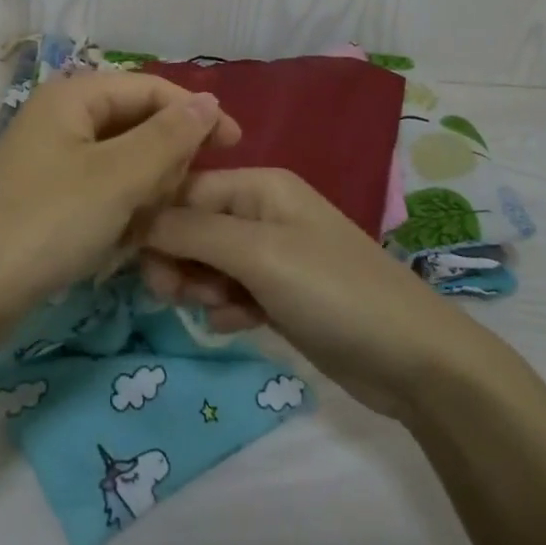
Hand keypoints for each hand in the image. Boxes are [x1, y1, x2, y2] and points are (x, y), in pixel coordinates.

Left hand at [0, 71, 240, 333]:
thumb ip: (169, 137)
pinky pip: (102, 194)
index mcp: (74, 98)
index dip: (196, 113)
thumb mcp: (117, 178)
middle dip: (167, 161)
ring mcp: (52, 162)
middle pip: (137, 125)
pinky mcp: (48, 201)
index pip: (152, 89)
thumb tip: (209, 101)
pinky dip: (120, 214)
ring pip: (122, 164)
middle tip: (186, 201)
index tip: (235, 147)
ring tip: (151, 228)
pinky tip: (124, 245)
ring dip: (146, 193)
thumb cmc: (45, 225)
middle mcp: (62, 120)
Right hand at [141, 168, 494, 416]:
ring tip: (217, 310)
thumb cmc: (333, 291)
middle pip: (193, 226)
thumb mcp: (258, 254)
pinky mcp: (280, 295)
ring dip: (200, 286)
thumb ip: (192, 232)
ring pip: (208, 262)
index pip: (186, 189)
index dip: (156, 222)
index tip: (136, 265)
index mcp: (260, 186)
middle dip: (177, 259)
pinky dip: (225, 308)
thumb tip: (134, 217)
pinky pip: (231, 292)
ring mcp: (273, 255)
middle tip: (172, 295)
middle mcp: (263, 212)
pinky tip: (236, 326)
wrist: (412, 359)